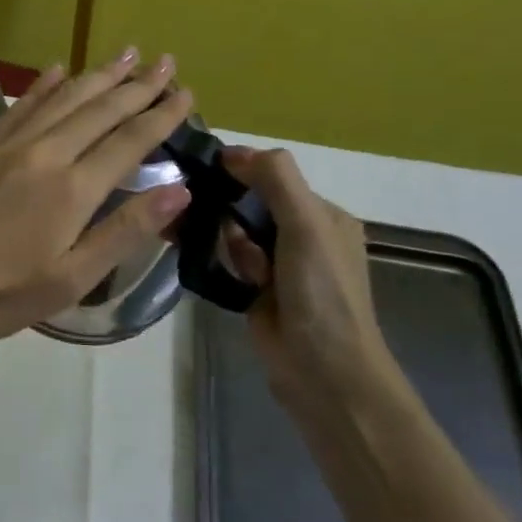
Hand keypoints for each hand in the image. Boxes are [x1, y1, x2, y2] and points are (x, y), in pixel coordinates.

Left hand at [0, 50, 195, 340]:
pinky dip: (43, 85)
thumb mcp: (72, 278)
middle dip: (137, 85)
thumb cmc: (1, 292)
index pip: (129, 141)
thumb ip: (125, 231)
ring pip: (62, 98)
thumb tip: (179, 190)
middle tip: (166, 61)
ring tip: (127, 54)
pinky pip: (20, 106)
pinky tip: (58, 70)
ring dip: (97, 75)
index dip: (161, 116)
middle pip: (99, 110)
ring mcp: (9, 146)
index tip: (186, 93)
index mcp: (73, 189)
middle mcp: (45, 154)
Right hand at [216, 147, 400, 408]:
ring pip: (234, 231)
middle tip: (197, 209)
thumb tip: (232, 151)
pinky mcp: (254, 290)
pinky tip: (201, 258)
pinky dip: (216, 257)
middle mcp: (302, 235)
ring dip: (220, 235)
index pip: (274, 176)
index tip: (202, 169)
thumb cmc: (321, 293)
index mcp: (323, 215)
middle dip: (226, 206)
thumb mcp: (307, 225)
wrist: (322, 371)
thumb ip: (276, 180)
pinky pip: (227, 259)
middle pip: (250, 203)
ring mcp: (277, 265)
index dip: (240, 170)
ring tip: (205, 243)